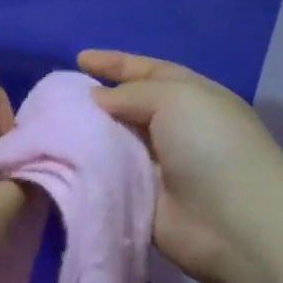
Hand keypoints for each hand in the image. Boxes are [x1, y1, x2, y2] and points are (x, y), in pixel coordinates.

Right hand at [78, 49, 282, 282]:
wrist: (234, 224)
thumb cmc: (212, 147)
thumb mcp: (176, 98)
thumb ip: (131, 93)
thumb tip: (97, 99)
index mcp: (192, 98)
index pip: (149, 71)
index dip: (116, 63)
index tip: (80, 58)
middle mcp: (175, 129)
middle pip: (128, 107)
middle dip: (95, 100)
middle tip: (55, 97)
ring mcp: (159, 167)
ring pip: (114, 143)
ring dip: (87, 135)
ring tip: (48, 127)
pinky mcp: (142, 200)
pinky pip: (109, 178)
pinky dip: (88, 169)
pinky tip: (58, 161)